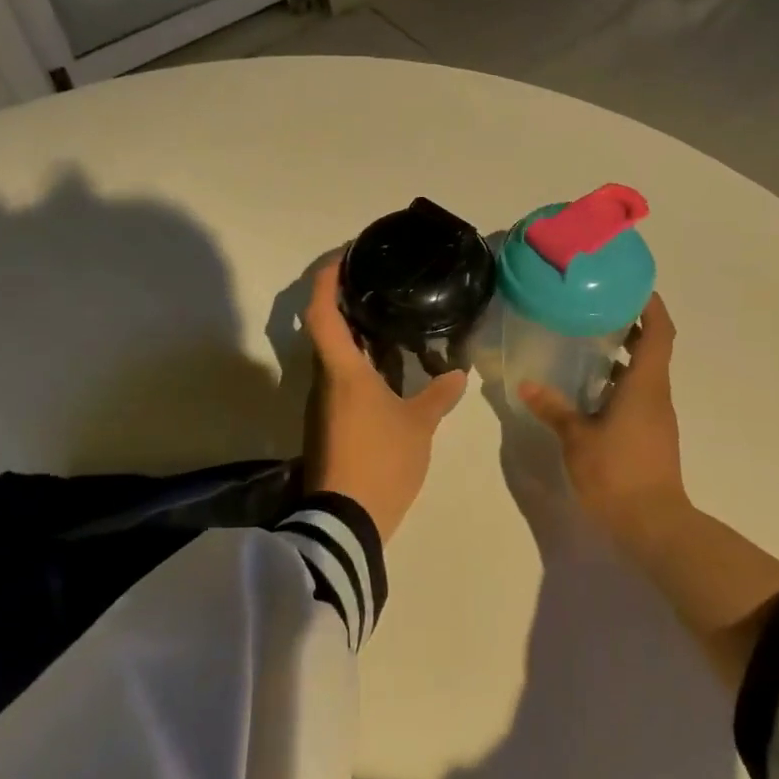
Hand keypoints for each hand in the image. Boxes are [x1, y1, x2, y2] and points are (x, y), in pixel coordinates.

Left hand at [302, 260, 466, 540]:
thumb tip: (457, 372)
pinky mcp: (327, 425)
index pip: (322, 311)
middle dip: (346, 303)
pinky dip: (359, 364)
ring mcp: (321, 405)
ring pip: (334, 357)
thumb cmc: (380, 461)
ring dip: (355, 336)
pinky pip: (340, 381)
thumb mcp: (418, 426)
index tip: (343, 256)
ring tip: (390, 321)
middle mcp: (323, 380)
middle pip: (325, 330)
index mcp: (341, 370)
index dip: (327, 279)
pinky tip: (388, 368)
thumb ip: (438, 395)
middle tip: (379, 285)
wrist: (345, 521)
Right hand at [518, 292, 689, 557]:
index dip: (651, 305)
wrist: (653, 525)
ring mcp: (656, 417)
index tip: (632, 285)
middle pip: (653, 348)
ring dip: (623, 356)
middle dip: (631, 326)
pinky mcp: (650, 435)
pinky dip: (619, 383)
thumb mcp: (577, 438)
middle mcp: (656, 395)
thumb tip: (527, 385)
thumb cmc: (617, 473)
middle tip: (597, 309)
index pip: (660, 332)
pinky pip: (638, 396)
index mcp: (645, 385)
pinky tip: (589, 390)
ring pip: (644, 374)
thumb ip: (554, 408)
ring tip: (586, 344)